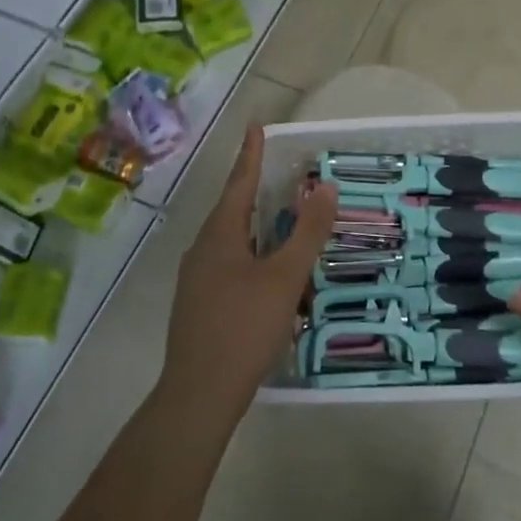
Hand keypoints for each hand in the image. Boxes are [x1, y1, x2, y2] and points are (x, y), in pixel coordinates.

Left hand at [158, 126, 337, 427]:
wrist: (199, 394)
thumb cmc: (244, 327)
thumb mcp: (285, 277)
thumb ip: (307, 232)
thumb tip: (325, 186)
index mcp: (219, 235)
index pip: (239, 182)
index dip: (251, 154)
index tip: (256, 126)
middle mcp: (202, 249)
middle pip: (232, 209)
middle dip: (255, 190)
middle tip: (280, 174)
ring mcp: (196, 279)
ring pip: (230, 241)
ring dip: (255, 228)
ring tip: (280, 222)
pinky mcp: (199, 304)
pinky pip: (228, 266)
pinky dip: (252, 257)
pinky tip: (268, 276)